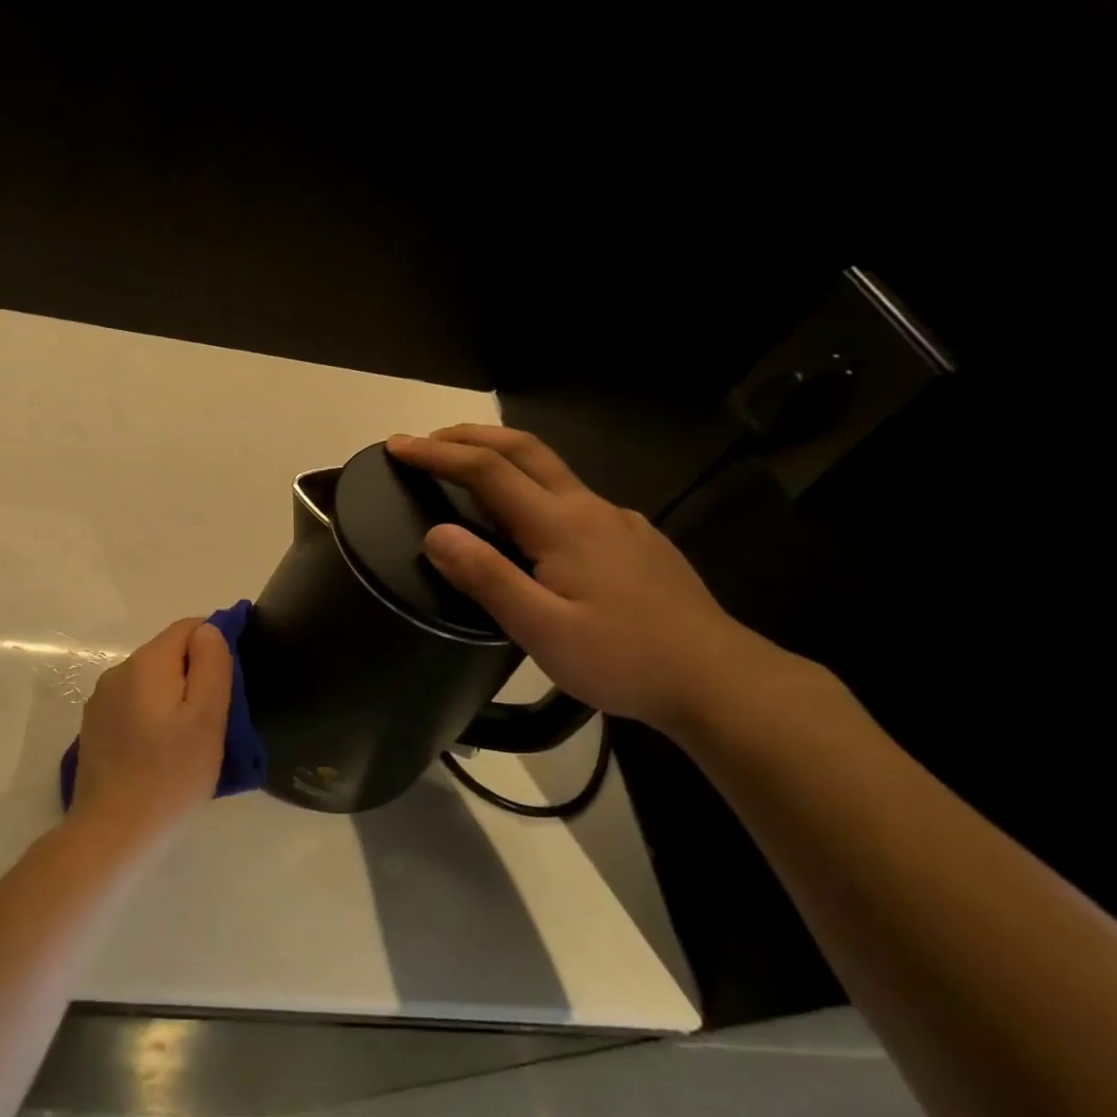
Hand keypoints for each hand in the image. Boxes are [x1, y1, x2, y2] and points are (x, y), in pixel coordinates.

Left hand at [69, 617, 231, 854]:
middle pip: (168, 653)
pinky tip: (162, 752)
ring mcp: (101, 701)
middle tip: (217, 719)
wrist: (112, 834)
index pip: (189, 627)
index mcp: (146, 663)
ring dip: (174, 697)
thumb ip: (211, 665)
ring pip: (151, 682)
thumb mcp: (206, 719)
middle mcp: (118, 671)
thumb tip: (209, 630)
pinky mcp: (95, 728)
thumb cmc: (170, 777)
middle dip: (196, 674)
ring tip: (192, 740)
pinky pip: (134, 705)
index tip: (233, 683)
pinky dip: (153, 716)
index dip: (216, 643)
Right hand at [387, 426, 767, 733]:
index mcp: (561, 524)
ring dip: (500, 459)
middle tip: (426, 442)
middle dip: (469, 437)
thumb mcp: (542, 629)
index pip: (487, 471)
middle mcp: (590, 508)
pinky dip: (531, 488)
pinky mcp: (635, 540)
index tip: (397, 446)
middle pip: (524, 450)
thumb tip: (435, 532)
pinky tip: (528, 525)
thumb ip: (487, 577)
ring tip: (465, 476)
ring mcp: (618, 521)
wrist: (718, 680)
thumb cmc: (623, 658)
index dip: (438, 454)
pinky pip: (572, 497)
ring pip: (551, 471)